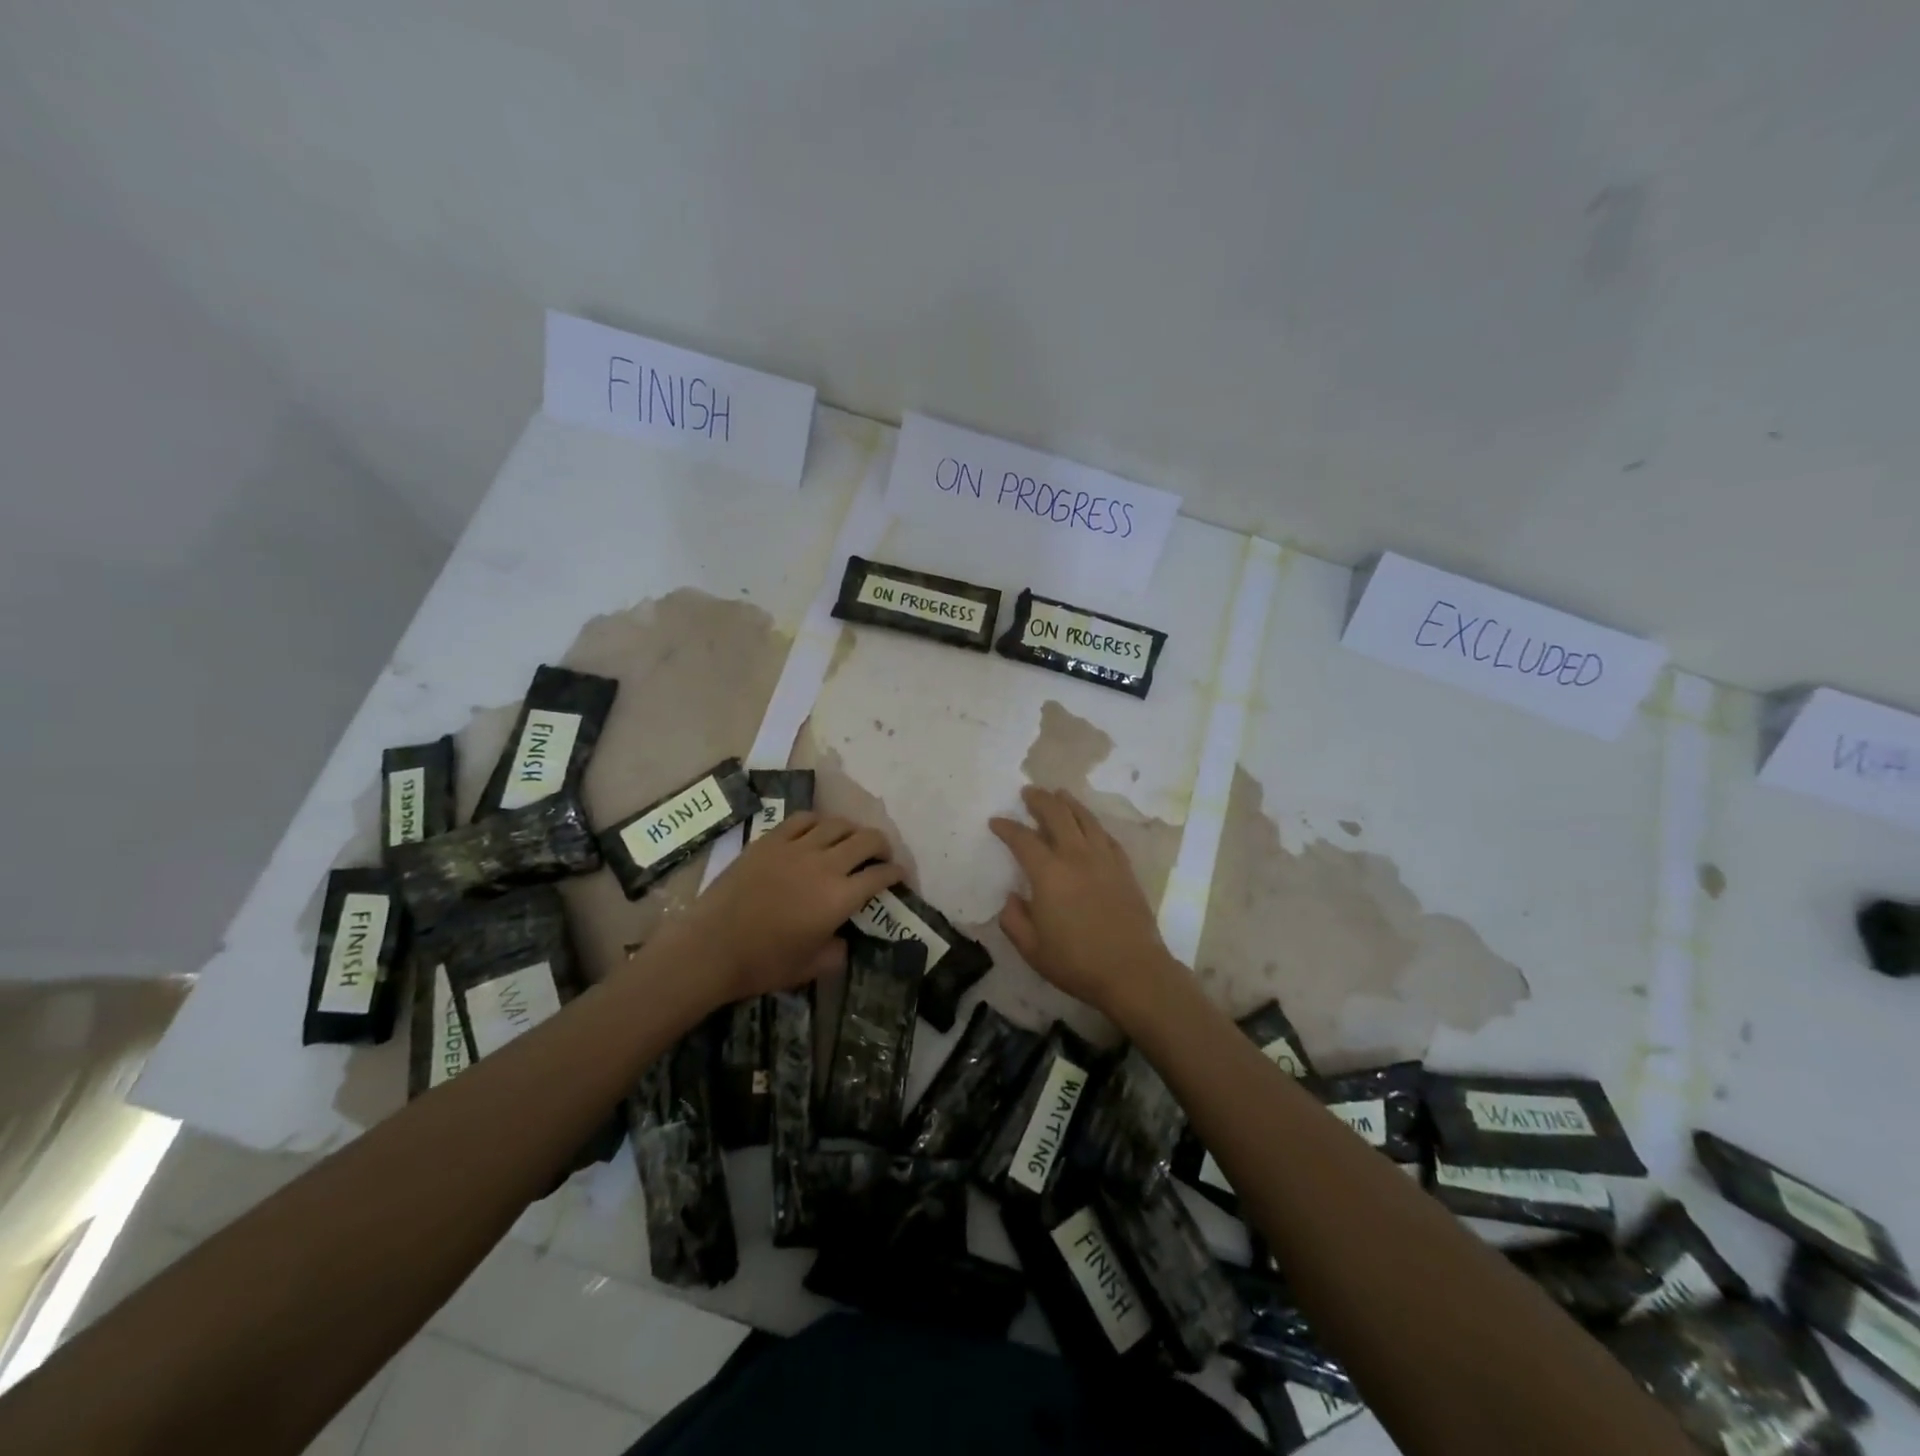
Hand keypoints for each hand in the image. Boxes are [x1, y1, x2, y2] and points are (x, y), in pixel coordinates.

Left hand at [667, 812, 903, 1006]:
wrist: (710, 948)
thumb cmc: (763, 964)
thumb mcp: (812, 967)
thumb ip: (839, 950)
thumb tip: (846, 937)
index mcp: (840, 898)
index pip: (880, 875)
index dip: (897, 873)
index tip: (900, 876)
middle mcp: (825, 865)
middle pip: (867, 839)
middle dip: (882, 846)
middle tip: (881, 856)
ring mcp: (796, 848)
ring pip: (837, 824)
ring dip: (852, 831)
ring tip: (851, 841)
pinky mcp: (770, 840)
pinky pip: (803, 819)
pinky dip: (818, 823)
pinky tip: (818, 832)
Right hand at [989, 786, 1179, 1021]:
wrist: (1133, 971)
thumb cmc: (1076, 962)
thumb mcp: (1031, 949)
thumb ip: (1014, 919)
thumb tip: (1012, 896)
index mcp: (1048, 873)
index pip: (1022, 839)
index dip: (1006, 827)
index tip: (996, 822)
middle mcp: (1076, 856)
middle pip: (1057, 814)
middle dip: (1039, 799)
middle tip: (1028, 792)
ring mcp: (1104, 859)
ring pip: (1084, 818)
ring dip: (1068, 802)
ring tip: (1058, 794)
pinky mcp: (1124, 868)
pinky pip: (1105, 835)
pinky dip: (1092, 823)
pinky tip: (1088, 824)